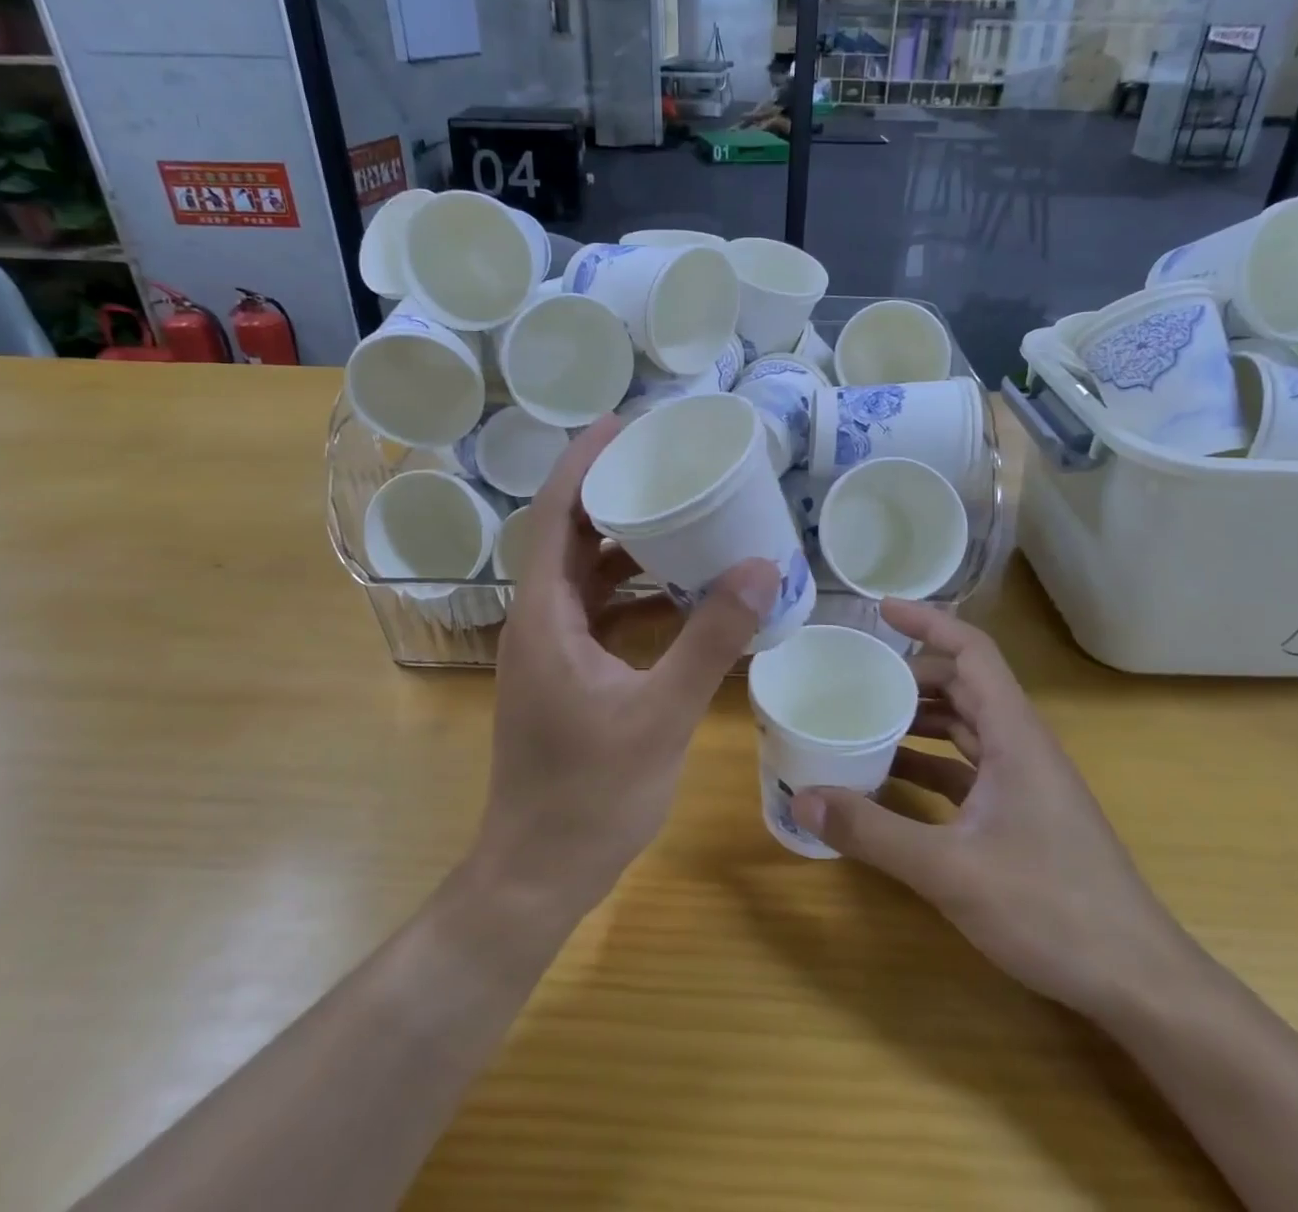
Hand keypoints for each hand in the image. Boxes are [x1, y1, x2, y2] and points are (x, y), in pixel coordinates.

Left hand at [483, 417, 778, 911]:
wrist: (538, 873)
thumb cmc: (590, 795)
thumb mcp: (661, 714)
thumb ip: (711, 639)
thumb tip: (760, 568)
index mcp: (544, 616)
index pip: (553, 515)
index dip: (582, 464)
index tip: (622, 425)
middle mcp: (537, 620)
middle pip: (567, 535)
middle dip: (609, 493)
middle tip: (664, 461)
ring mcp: (549, 648)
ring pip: (582, 574)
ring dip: (623, 542)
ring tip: (678, 511)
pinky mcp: (564, 672)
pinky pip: (596, 609)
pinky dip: (631, 589)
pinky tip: (677, 588)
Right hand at [791, 601, 1190, 1019]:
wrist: (1139, 981)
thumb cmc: (1053, 909)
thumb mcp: (950, 870)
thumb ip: (873, 832)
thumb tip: (802, 799)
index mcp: (1015, 734)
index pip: (972, 651)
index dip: (928, 622)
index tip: (880, 610)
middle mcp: (1022, 745)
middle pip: (964, 684)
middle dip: (912, 674)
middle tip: (857, 678)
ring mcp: (1025, 782)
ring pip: (966, 726)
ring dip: (920, 718)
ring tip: (865, 721)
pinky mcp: (1022, 814)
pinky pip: (968, 767)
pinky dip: (930, 762)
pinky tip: (893, 782)